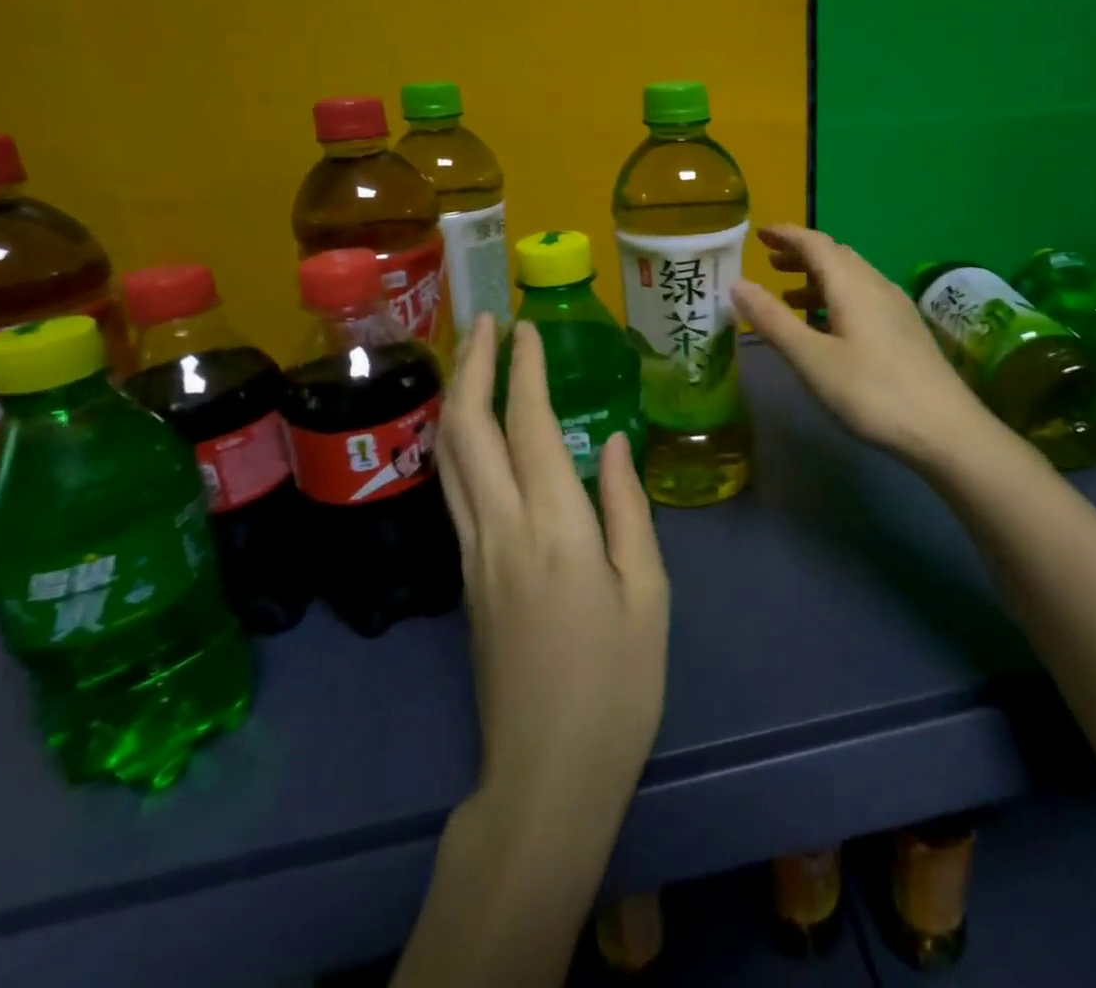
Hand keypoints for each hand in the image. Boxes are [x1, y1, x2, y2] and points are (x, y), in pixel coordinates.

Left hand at [436, 315, 669, 834]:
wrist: (547, 774)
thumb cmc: (617, 685)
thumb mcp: (647, 594)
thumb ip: (625, 509)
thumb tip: (607, 444)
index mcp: (555, 529)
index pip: (527, 426)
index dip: (524, 369)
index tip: (529, 326)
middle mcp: (500, 529)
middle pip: (467, 430)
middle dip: (473, 366)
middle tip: (486, 322)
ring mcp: (473, 554)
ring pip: (448, 458)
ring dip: (457, 398)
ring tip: (473, 359)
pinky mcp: (465, 577)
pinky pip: (453, 489)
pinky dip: (457, 442)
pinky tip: (472, 430)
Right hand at [732, 225, 986, 462]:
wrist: (945, 429)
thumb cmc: (870, 391)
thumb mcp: (811, 358)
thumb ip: (772, 319)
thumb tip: (737, 283)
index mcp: (852, 284)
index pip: (815, 243)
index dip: (786, 235)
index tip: (759, 233)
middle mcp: (876, 285)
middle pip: (835, 256)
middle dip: (801, 254)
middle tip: (769, 261)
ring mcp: (895, 308)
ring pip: (851, 278)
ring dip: (817, 279)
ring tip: (788, 295)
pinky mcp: (905, 330)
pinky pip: (863, 297)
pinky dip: (835, 298)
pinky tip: (827, 326)